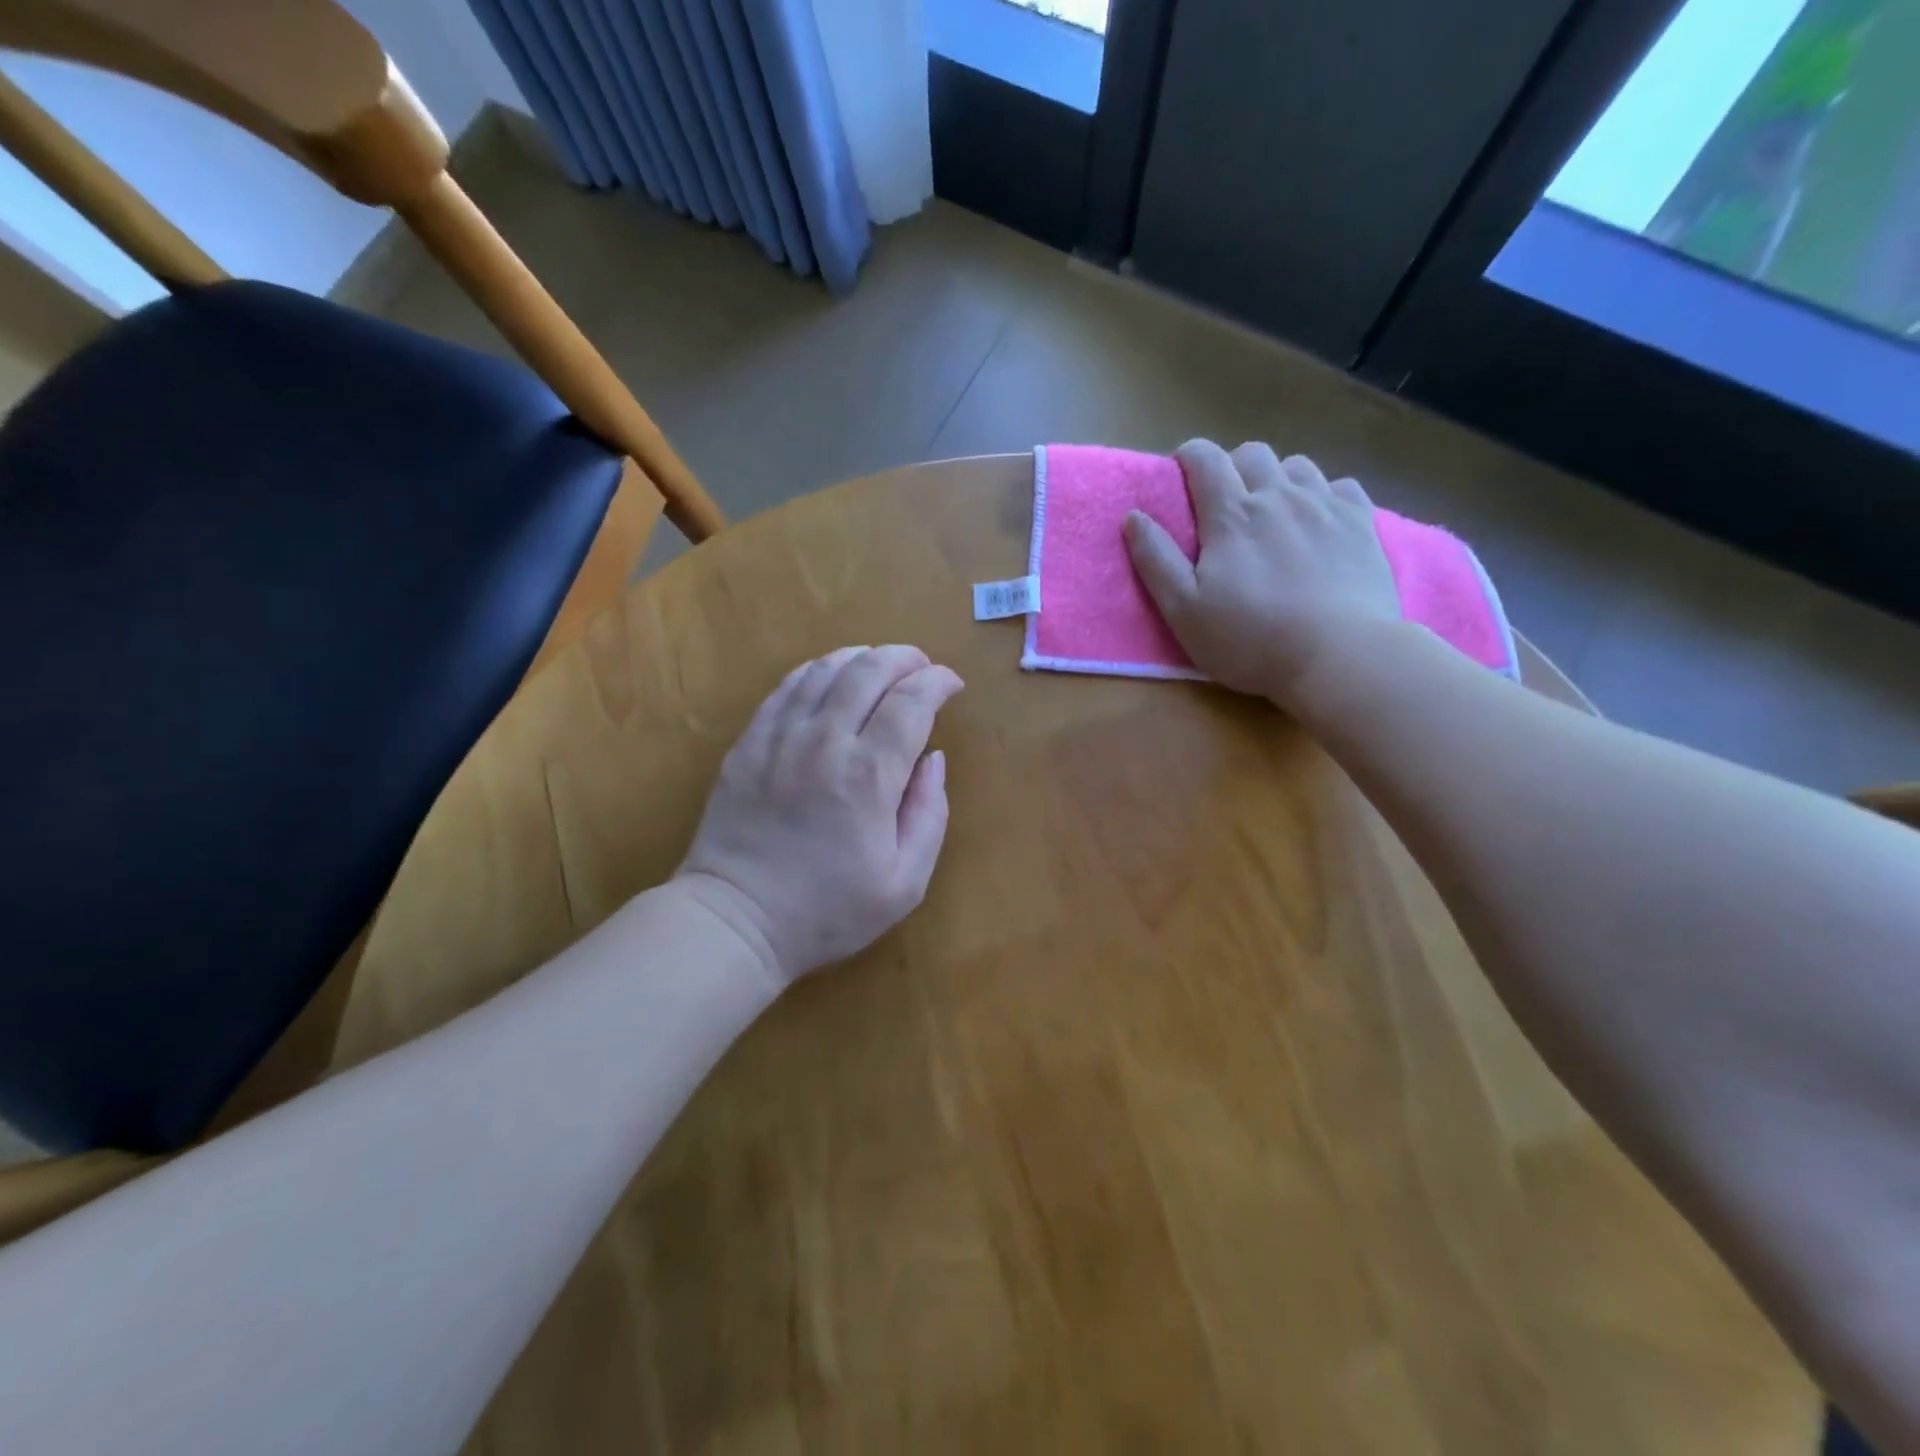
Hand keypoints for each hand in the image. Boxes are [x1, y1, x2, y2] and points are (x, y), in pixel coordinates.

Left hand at [676, 645, 963, 988]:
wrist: (737, 919)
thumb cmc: (827, 909)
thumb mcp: (905, 882)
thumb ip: (930, 814)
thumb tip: (935, 759)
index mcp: (869, 775)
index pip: (911, 702)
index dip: (938, 682)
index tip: (952, 685)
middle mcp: (825, 741)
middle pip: (870, 670)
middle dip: (905, 658)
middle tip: (922, 668)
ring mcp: (780, 736)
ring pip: (826, 669)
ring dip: (862, 657)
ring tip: (881, 666)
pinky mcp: (750, 741)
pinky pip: (787, 686)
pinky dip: (818, 671)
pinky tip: (831, 677)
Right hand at [1124, 439, 1400, 710]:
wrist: (1340, 657)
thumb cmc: (1251, 640)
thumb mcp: (1184, 610)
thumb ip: (1156, 560)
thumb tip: (1133, 517)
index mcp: (1231, 515)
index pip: (1205, 459)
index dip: (1188, 457)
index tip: (1181, 474)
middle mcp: (1279, 496)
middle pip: (1253, 453)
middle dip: (1232, 467)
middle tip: (1226, 504)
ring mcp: (1326, 506)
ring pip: (1298, 466)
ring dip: (1278, 479)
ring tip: (1274, 513)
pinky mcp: (1362, 524)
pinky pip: (1342, 486)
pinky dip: (1324, 495)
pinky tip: (1319, 522)